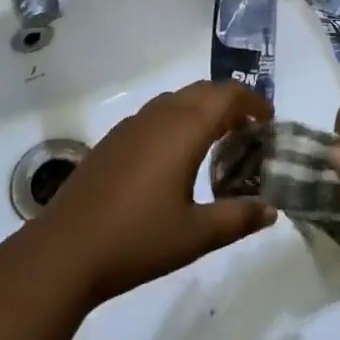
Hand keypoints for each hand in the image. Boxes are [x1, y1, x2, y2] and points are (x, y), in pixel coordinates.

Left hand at [25, 82, 277, 306]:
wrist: (68, 248)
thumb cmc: (139, 239)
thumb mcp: (196, 235)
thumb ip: (237, 218)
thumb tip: (271, 209)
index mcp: (185, 128)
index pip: (227, 96)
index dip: (252, 103)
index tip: (269, 120)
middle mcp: (161, 114)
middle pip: (204, 91)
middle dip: (230, 103)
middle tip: (249, 131)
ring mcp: (134, 123)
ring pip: (179, 99)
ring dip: (203, 109)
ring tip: (218, 140)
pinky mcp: (116, 137)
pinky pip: (158, 113)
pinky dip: (179, 119)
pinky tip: (177, 156)